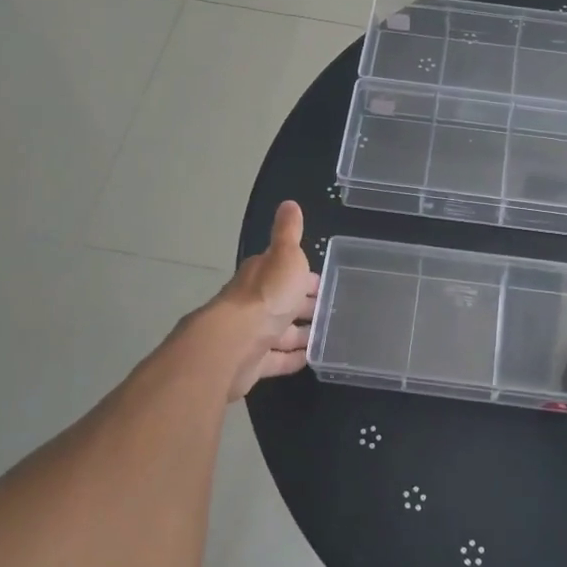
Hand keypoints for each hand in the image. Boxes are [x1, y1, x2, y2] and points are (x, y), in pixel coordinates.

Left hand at [216, 201, 319, 401]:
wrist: (234, 344)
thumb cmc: (266, 296)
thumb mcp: (285, 256)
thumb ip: (288, 233)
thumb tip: (289, 203)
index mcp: (262, 274)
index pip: (285, 271)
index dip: (304, 276)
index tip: (324, 283)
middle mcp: (254, 302)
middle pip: (283, 302)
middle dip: (304, 305)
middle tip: (331, 311)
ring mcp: (252, 334)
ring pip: (281, 332)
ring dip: (300, 334)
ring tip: (328, 336)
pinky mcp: (252, 363)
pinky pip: (277, 359)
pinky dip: (292, 358)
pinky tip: (310, 359)